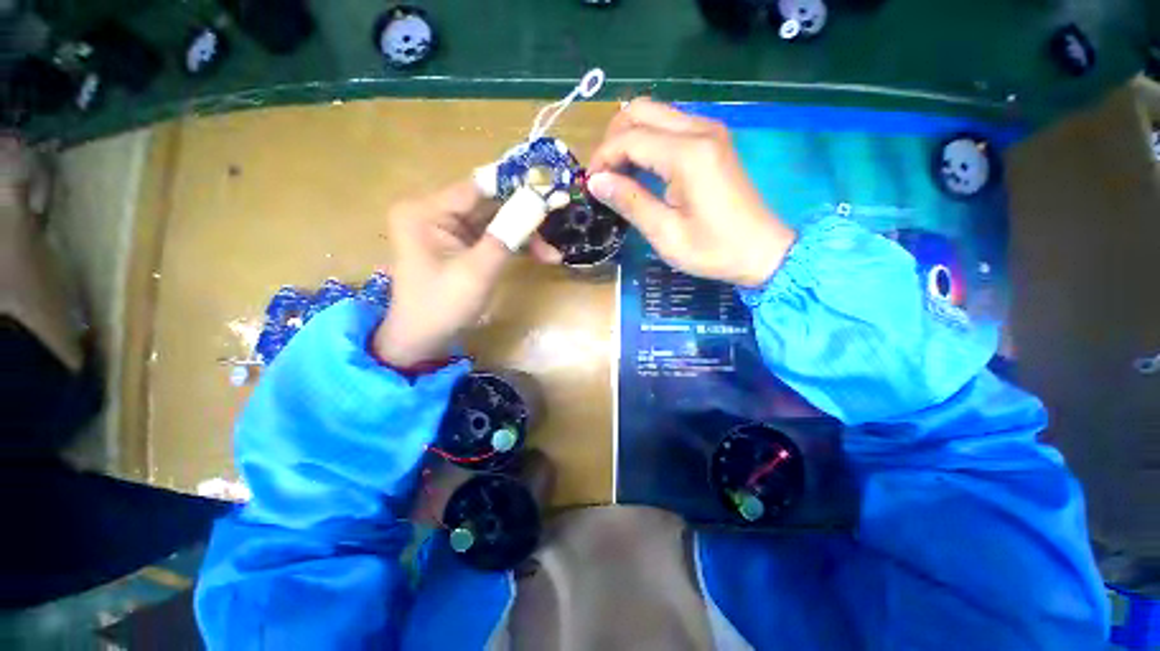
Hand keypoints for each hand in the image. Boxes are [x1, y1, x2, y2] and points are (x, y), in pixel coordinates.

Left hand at [373, 180, 559, 366]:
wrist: (424, 341)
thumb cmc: (442, 307)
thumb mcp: (477, 271)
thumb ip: (507, 235)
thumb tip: (539, 202)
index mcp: (426, 211)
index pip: (478, 188)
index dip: (516, 186)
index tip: (551, 187)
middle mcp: (435, 211)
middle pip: (489, 203)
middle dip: (525, 216)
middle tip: (559, 218)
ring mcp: (448, 228)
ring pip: (496, 220)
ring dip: (525, 235)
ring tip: (552, 253)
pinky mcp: (461, 243)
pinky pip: (494, 236)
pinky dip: (516, 245)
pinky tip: (540, 256)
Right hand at [586, 99, 794, 286]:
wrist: (760, 251)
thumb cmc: (712, 249)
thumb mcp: (665, 233)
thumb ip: (630, 202)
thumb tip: (595, 181)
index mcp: (687, 154)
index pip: (630, 138)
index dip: (603, 158)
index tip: (590, 185)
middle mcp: (699, 130)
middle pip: (640, 110)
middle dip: (613, 140)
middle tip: (604, 176)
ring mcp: (709, 130)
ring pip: (654, 113)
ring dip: (629, 138)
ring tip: (618, 174)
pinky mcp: (713, 139)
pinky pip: (670, 125)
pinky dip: (647, 140)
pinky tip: (641, 169)